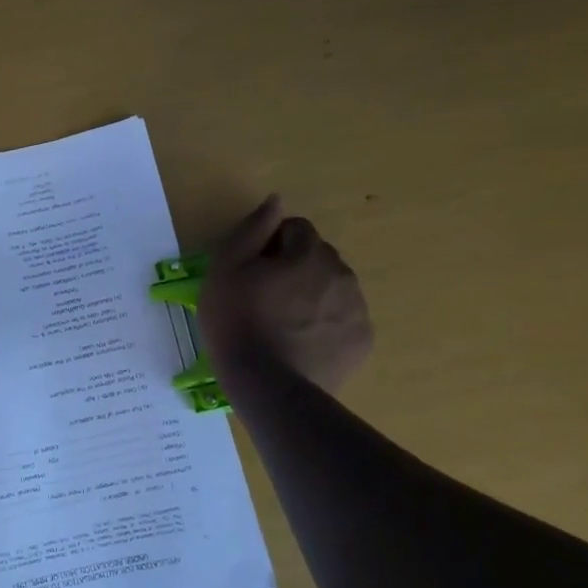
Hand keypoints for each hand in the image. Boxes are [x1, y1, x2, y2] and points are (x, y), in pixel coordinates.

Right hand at [198, 196, 372, 394]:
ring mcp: (357, 311)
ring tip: (282, 325)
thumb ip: (252, 229)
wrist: (267, 386)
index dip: (270, 245)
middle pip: (317, 257)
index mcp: (310, 253)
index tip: (251, 271)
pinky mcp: (361, 343)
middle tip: (264, 299)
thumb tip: (276, 201)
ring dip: (311, 296)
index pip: (295, 229)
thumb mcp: (226, 269)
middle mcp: (342, 275)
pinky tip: (300, 344)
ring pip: (332, 288)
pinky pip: (342, 320)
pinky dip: (324, 325)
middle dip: (295, 268)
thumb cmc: (236, 321)